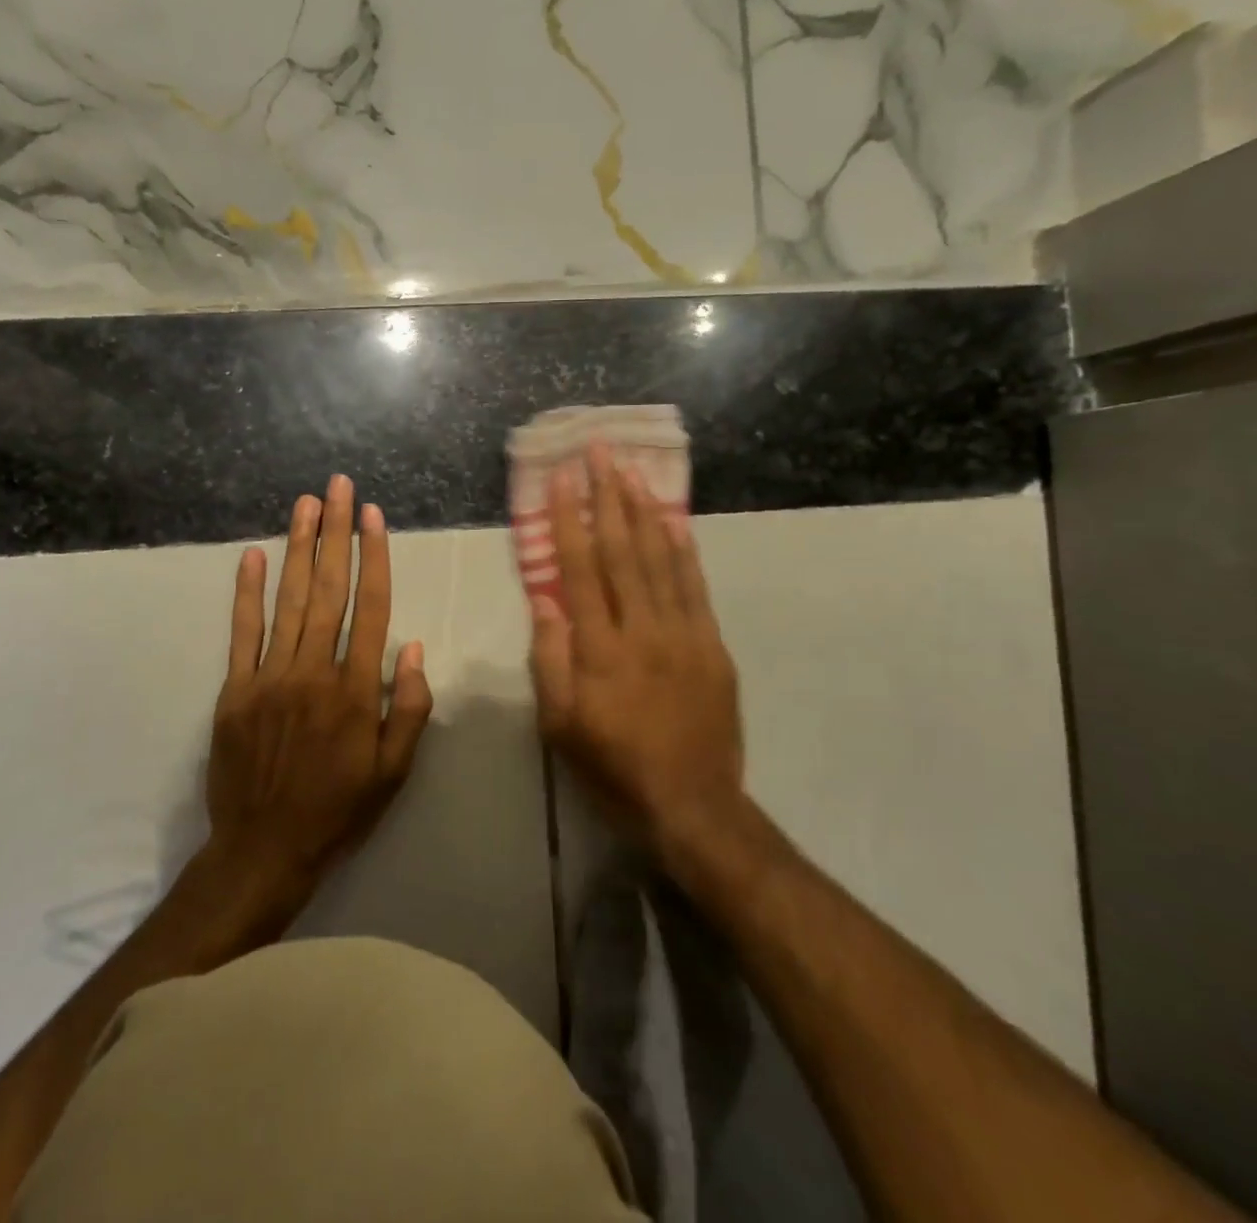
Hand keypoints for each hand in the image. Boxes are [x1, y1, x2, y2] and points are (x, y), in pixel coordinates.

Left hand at [204, 474, 434, 904]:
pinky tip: (251, 555)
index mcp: (356, 689)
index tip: (371, 516)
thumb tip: (412, 645)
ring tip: (304, 504)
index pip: (370, 607)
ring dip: (298, 548)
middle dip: (334, 532)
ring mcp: (270, 677)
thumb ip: (408, 707)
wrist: (264, 849)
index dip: (373, 556)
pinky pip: (242, 632)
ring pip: (288, 600)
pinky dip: (246, 592)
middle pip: (329, 589)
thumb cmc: (339, 809)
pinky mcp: (236, 689)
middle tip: (337, 487)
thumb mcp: (394, 771)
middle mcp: (314, 671)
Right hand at [529, 443, 745, 857]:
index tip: (561, 480)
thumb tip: (544, 599)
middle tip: (600, 452)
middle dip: (607, 496)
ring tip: (631, 470)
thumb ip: (551, 660)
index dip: (568, 521)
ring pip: (660, 559)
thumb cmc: (614, 766)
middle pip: (622, 551)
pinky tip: (672, 520)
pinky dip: (683, 549)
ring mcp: (683, 634)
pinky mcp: (712, 645)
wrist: (693, 804)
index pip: (580, 570)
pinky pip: (695, 587)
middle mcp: (642, 629)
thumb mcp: (561, 726)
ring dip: (643, 510)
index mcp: (600, 649)